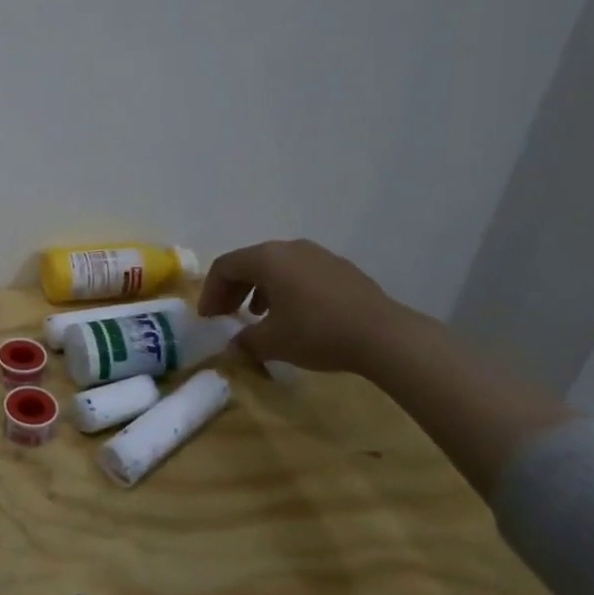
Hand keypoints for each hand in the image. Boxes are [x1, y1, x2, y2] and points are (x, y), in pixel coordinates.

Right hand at [197, 239, 412, 373]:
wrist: (385, 336)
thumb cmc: (316, 332)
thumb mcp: (272, 342)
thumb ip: (245, 341)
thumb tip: (233, 346)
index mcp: (266, 258)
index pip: (224, 267)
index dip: (210, 292)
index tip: (209, 318)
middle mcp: (290, 248)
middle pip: (250, 263)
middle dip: (233, 290)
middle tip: (226, 315)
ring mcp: (319, 255)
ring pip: (277, 268)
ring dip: (260, 290)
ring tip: (258, 316)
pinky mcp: (342, 269)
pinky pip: (302, 274)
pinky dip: (287, 290)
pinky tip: (295, 316)